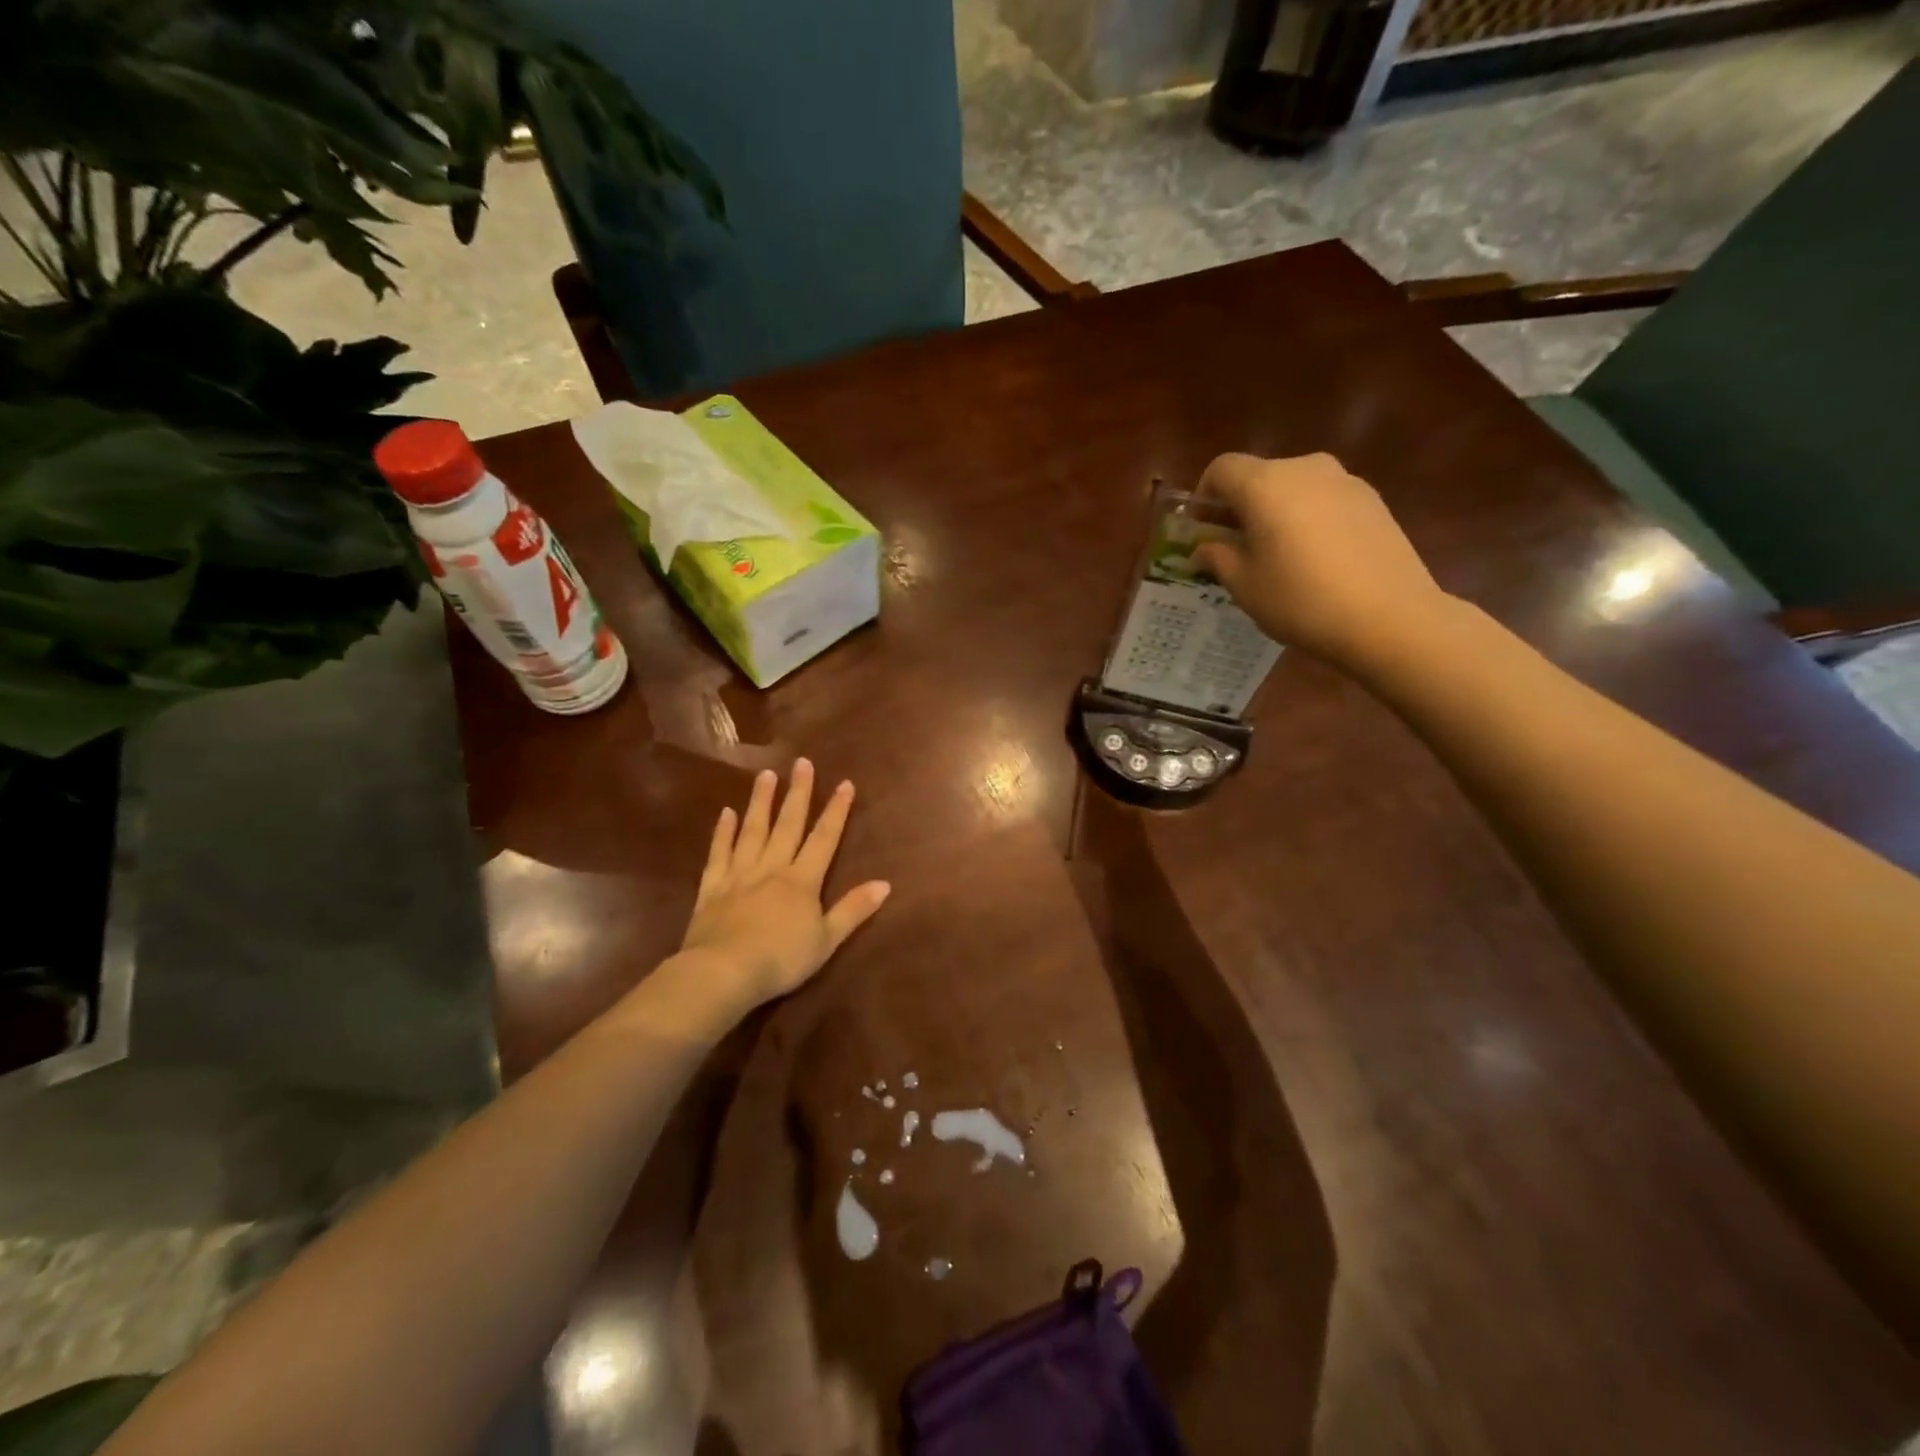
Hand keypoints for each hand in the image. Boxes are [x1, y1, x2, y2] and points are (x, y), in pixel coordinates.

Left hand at [677, 760, 890, 1010]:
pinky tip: (726, 813)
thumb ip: (854, 910)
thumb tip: (885, 883)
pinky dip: (722, 832)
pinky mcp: (712, 887)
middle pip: (788, 824)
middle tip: (801, 762)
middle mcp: (772, 868)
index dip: (836, 810)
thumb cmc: (781, 959)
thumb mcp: (827, 940)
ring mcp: (739, 874)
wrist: (723, 972)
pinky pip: (719, 853)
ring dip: (760, 802)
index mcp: (802, 880)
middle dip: (798, 793)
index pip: (824, 838)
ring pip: (752, 830)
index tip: (845, 782)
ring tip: (765, 775)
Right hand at [1191, 453, 1451, 668]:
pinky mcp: (1372, 500)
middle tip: (1234, 547)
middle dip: (1239, 506)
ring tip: (1276, 556)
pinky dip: (1307, 518)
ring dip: (1275, 512)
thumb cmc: (1301, 600)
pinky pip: (1324, 500)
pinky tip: (1314, 560)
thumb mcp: (1245, 585)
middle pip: (1259, 475)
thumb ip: (1218, 558)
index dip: (1203, 496)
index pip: (1221, 469)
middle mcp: (1304, 469)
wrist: (1390, 617)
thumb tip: (1204, 548)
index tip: (1201, 530)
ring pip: (1293, 487)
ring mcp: (1345, 481)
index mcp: (1265, 484)